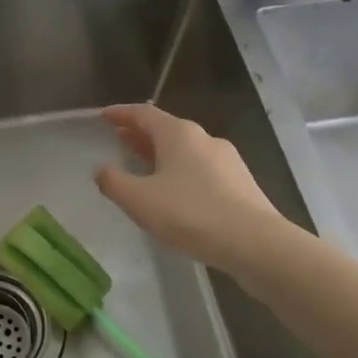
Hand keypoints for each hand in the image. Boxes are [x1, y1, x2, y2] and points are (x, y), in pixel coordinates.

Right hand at [94, 103, 285, 272]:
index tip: (103, 116)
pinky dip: (180, 170)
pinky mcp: (240, 183)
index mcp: (178, 134)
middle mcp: (204, 138)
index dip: (121, 114)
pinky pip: (201, 168)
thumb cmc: (191, 214)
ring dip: (161, 153)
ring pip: (185, 149)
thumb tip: (102, 170)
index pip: (143, 113)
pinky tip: (175, 192)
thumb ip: (114, 182)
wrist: (255, 244)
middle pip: (166, 129)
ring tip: (143, 166)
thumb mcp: (139, 200)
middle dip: (140, 134)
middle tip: (119, 139)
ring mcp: (226, 160)